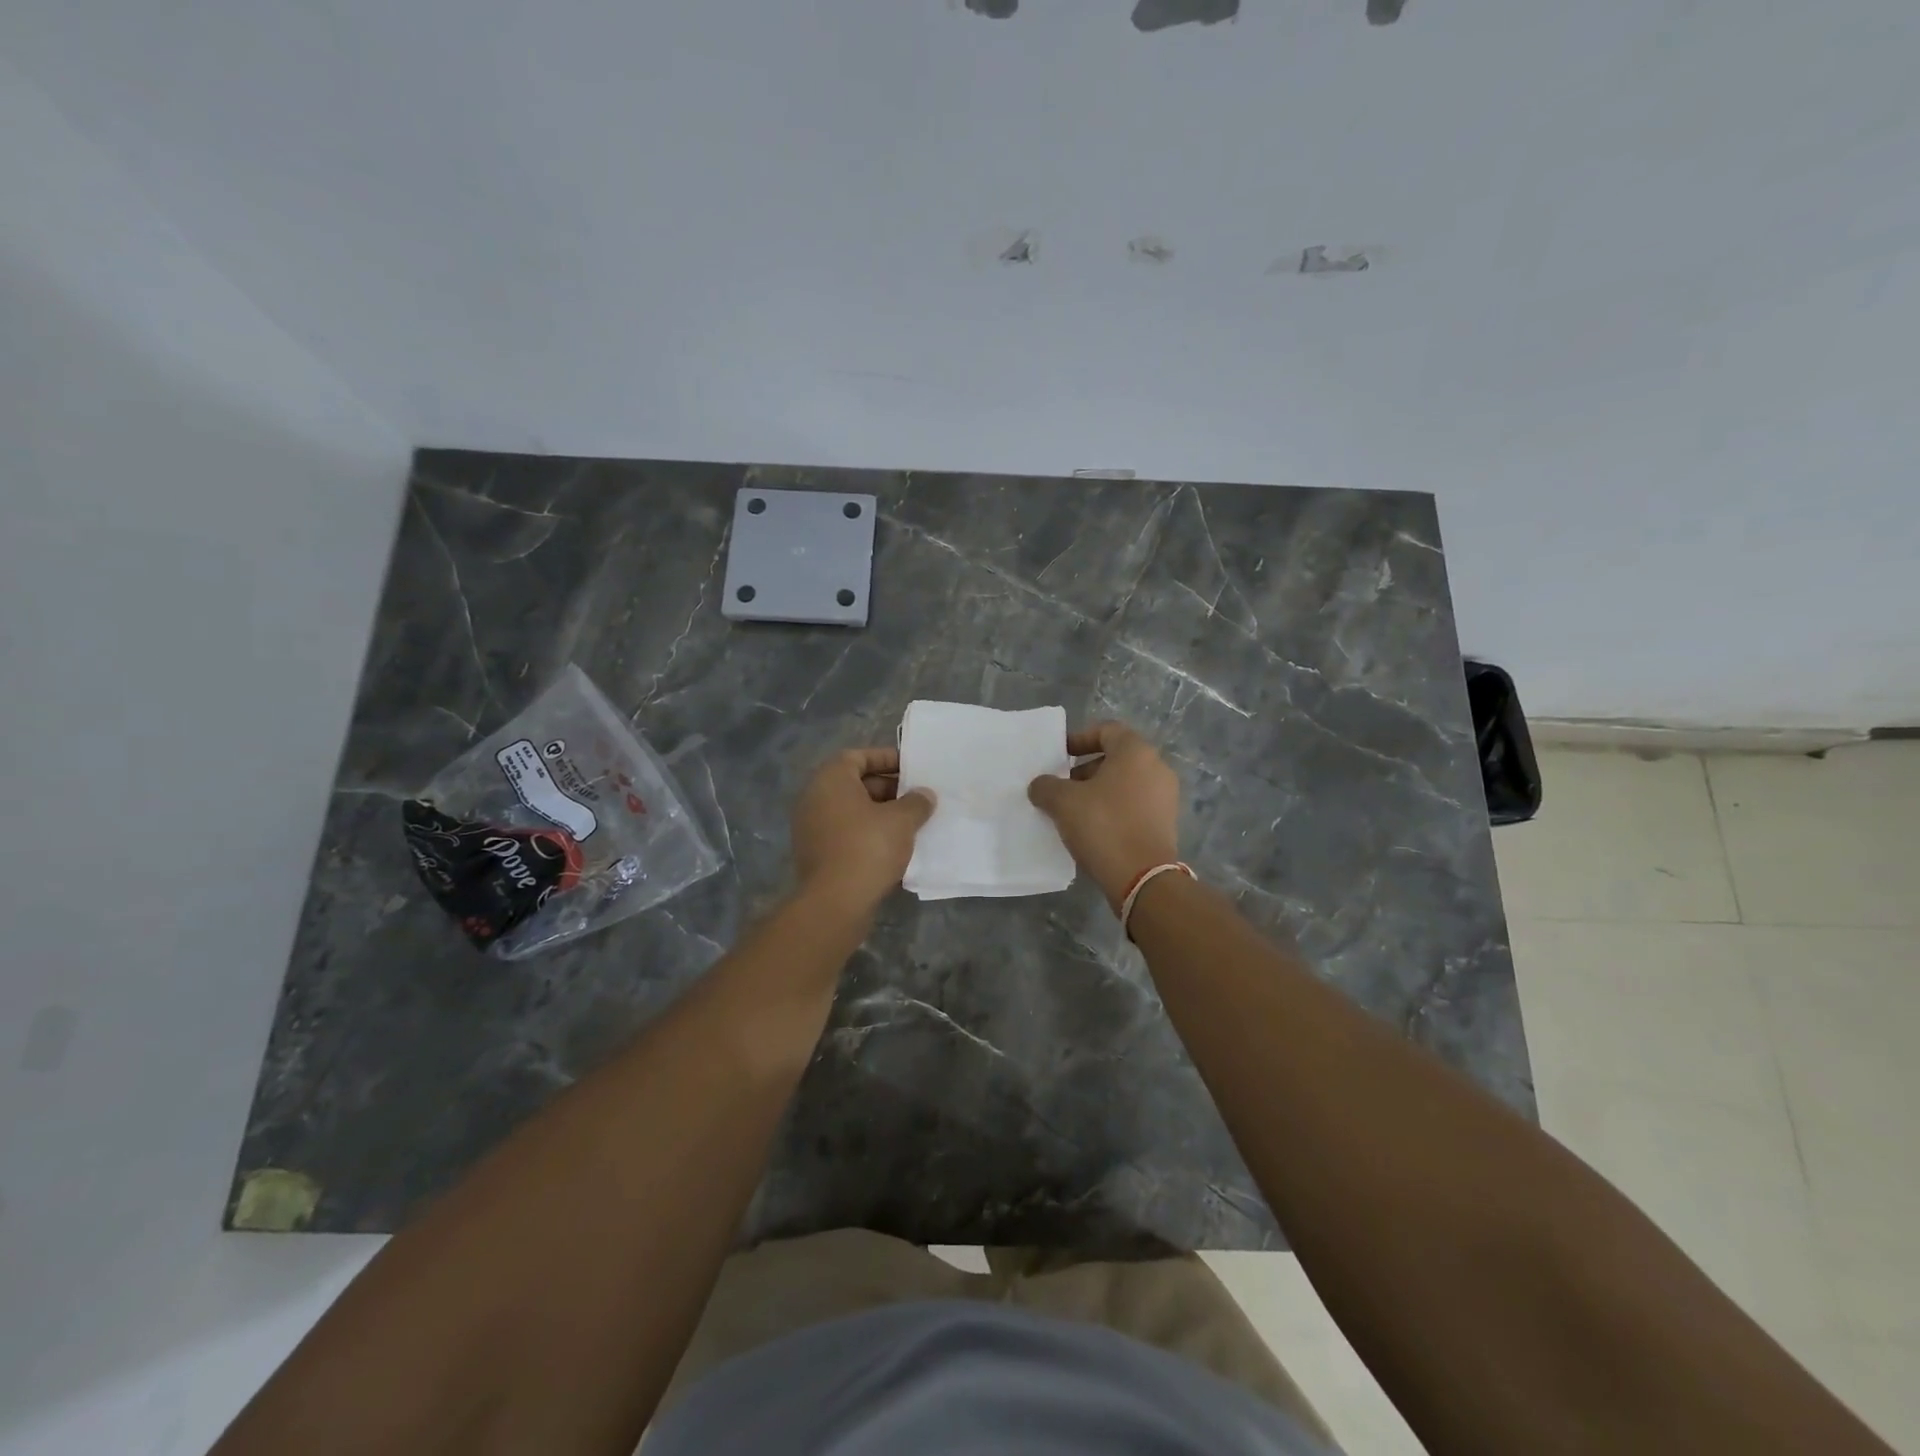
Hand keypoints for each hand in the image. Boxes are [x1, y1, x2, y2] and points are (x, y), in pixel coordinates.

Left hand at [791, 747, 935, 914]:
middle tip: (917, 798)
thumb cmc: (868, 848)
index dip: (886, 758)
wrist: (835, 902)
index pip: (858, 756)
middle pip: (855, 783)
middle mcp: (814, 798)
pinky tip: (894, 846)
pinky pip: (846, 833)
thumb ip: (916, 802)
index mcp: (830, 780)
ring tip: (912, 822)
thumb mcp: (901, 821)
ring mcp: (812, 828)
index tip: (911, 768)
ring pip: (852, 811)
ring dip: (880, 813)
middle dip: (888, 788)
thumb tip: (924, 795)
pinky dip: (868, 834)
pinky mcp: (816, 854)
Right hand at [1028, 721, 1181, 911]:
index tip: (1059, 756)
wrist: (1142, 878)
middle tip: (1061, 787)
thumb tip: (1041, 785)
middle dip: (1085, 770)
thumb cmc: (1103, 826)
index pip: (1107, 730)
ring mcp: (1165, 797)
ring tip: (1072, 811)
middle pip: (1116, 758)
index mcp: (1136, 752)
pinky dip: (1113, 810)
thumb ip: (1046, 786)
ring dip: (1097, 792)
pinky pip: (1134, 806)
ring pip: (1125, 784)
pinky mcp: (1165, 823)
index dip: (1079, 738)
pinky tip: (1092, 829)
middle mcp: (1157, 768)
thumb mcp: (1063, 802)